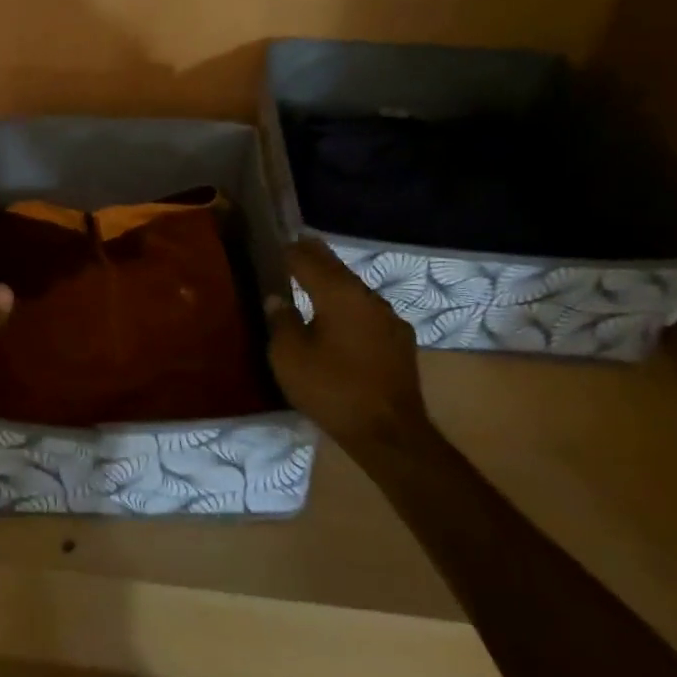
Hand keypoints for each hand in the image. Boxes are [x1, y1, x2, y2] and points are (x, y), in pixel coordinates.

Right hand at [269, 239, 427, 453]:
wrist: (389, 434)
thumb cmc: (332, 389)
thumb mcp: (289, 357)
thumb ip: (281, 321)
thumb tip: (277, 298)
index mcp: (338, 294)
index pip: (308, 259)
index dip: (290, 250)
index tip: (276, 243)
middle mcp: (367, 297)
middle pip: (336, 268)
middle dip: (315, 256)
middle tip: (296, 246)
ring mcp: (389, 319)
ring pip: (354, 289)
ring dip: (334, 281)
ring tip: (313, 280)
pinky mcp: (400, 342)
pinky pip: (367, 311)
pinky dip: (349, 305)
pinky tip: (340, 317)